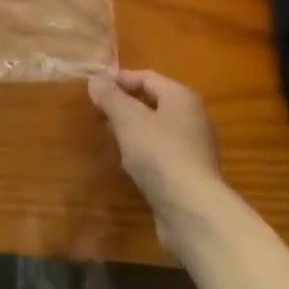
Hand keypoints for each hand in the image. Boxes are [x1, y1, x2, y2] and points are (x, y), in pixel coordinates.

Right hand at [89, 70, 224, 242]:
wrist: (192, 211)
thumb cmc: (160, 153)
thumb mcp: (128, 120)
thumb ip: (111, 97)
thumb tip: (95, 79)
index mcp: (182, 97)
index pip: (147, 77)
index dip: (119, 79)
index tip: (94, 88)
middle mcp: (193, 118)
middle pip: (154, 102)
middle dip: (125, 104)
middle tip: (98, 112)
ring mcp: (194, 149)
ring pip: (157, 130)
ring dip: (133, 130)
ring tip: (109, 136)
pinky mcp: (190, 176)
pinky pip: (162, 154)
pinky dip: (143, 153)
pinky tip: (128, 164)